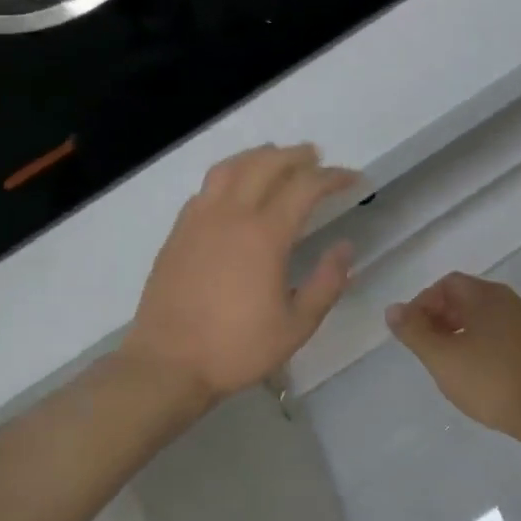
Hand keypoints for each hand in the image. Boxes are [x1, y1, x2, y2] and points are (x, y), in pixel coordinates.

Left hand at [122, 143, 358, 407]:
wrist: (167, 364)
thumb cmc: (237, 349)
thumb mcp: (297, 325)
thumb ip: (327, 283)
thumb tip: (346, 247)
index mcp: (264, 235)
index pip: (305, 187)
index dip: (333, 177)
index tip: (353, 179)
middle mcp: (230, 215)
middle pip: (266, 164)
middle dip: (296, 156)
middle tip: (317, 157)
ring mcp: (199, 220)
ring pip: (230, 168)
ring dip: (258, 156)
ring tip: (275, 157)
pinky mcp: (178, 232)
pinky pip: (207, 188)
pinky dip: (229, 176)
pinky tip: (235, 189)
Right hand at [386, 273, 520, 437]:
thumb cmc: (491, 381)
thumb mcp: (442, 358)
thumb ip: (414, 331)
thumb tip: (393, 308)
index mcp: (486, 295)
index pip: (447, 284)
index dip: (423, 303)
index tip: (412, 332)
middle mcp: (510, 301)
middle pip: (467, 297)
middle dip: (440, 317)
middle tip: (426, 348)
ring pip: (485, 317)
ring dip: (461, 332)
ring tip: (448, 363)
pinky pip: (502, 334)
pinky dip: (482, 344)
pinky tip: (478, 373)